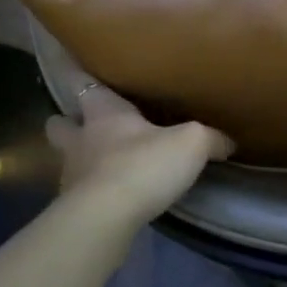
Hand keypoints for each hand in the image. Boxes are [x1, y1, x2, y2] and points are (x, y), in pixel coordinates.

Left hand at [46, 87, 232, 224]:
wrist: (105, 219)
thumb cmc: (143, 165)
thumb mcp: (192, 144)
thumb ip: (210, 138)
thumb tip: (227, 141)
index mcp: (105, 113)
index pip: (83, 84)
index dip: (79, 73)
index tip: (75, 67)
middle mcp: (81, 139)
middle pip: (59, 123)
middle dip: (68, 120)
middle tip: (86, 122)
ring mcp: (71, 174)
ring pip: (66, 157)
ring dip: (79, 158)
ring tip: (101, 162)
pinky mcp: (72, 207)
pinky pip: (78, 191)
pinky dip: (90, 191)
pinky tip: (110, 196)